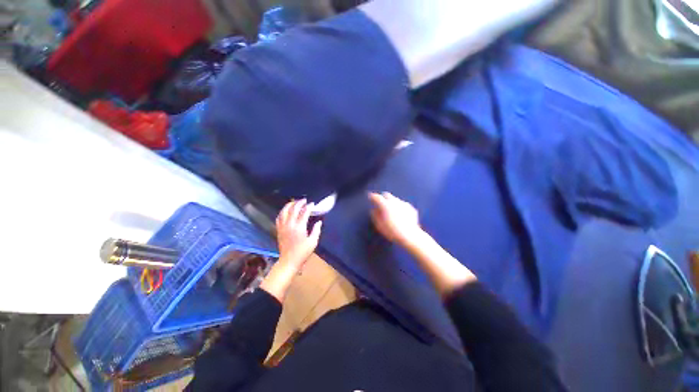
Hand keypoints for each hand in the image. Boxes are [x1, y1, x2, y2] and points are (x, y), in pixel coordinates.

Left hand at [275, 199, 321, 269]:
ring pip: (284, 211)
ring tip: (294, 202)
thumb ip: (316, 230)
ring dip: (289, 205)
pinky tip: (286, 211)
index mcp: (299, 227)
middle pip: (293, 209)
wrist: (289, 261)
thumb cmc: (303, 253)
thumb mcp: (313, 242)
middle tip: (304, 200)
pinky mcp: (278, 230)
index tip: (312, 204)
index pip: (304, 212)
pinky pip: (279, 217)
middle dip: (299, 203)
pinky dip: (283, 212)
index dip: (309, 207)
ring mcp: (282, 227)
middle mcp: (290, 225)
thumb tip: (319, 221)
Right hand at [369, 192, 423, 246]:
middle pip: (387, 195)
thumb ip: (375, 216)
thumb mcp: (379, 225)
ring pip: (395, 199)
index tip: (370, 197)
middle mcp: (395, 201)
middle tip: (380, 204)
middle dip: (383, 198)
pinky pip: (403, 205)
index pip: (377, 197)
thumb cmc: (392, 231)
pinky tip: (400, 215)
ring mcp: (404, 204)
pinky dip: (400, 208)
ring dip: (392, 203)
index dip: (372, 196)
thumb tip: (373, 210)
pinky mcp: (411, 208)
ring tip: (391, 211)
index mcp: (385, 205)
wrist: (410, 235)